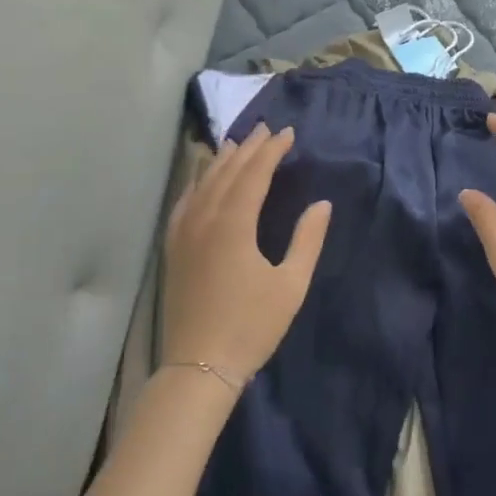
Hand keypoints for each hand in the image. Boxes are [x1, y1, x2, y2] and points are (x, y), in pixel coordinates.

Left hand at [160, 123, 331, 385]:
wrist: (199, 366)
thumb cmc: (251, 326)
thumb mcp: (290, 284)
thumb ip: (307, 240)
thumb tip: (322, 204)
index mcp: (234, 225)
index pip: (254, 175)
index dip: (271, 151)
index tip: (287, 133)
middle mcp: (205, 220)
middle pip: (227, 173)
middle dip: (248, 149)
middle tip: (265, 129)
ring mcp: (184, 234)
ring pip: (203, 184)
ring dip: (221, 161)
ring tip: (236, 143)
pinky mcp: (174, 249)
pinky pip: (184, 204)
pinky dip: (196, 184)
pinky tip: (201, 180)